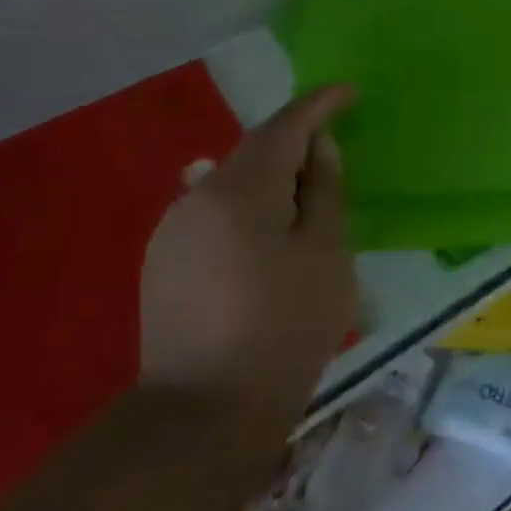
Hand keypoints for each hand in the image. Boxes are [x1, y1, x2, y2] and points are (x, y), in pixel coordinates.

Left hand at [140, 85, 357, 407]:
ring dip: (270, 179)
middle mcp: (197, 196)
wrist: (203, 417)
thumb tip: (319, 147)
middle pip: (255, 151)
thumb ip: (325, 190)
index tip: (348, 93)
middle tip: (334, 154)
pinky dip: (246, 209)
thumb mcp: (325, 254)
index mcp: (241, 190)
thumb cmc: (284, 329)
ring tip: (304, 199)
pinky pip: (213, 213)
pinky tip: (265, 236)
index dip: (319, 105)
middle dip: (296, 144)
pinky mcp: (162, 262)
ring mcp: (173, 230)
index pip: (285, 126)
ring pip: (232, 183)